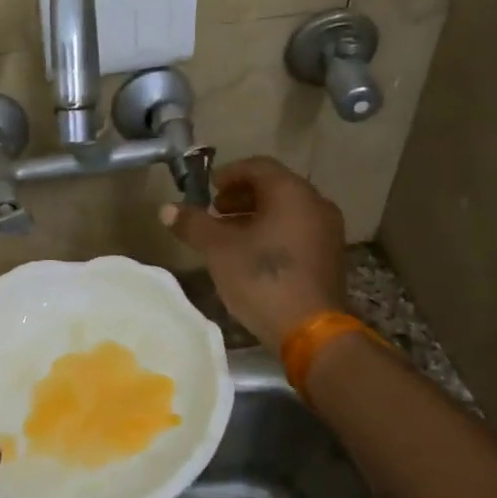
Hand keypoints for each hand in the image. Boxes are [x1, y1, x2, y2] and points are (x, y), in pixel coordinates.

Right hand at [160, 155, 346, 347]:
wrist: (309, 330)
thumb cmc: (262, 278)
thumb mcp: (219, 249)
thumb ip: (194, 224)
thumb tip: (166, 209)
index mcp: (291, 192)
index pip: (258, 166)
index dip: (229, 174)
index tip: (208, 190)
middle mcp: (316, 204)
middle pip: (274, 188)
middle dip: (241, 197)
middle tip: (215, 212)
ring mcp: (327, 232)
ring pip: (287, 212)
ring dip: (256, 217)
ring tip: (229, 236)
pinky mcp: (330, 257)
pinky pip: (298, 232)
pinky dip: (274, 233)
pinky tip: (253, 256)